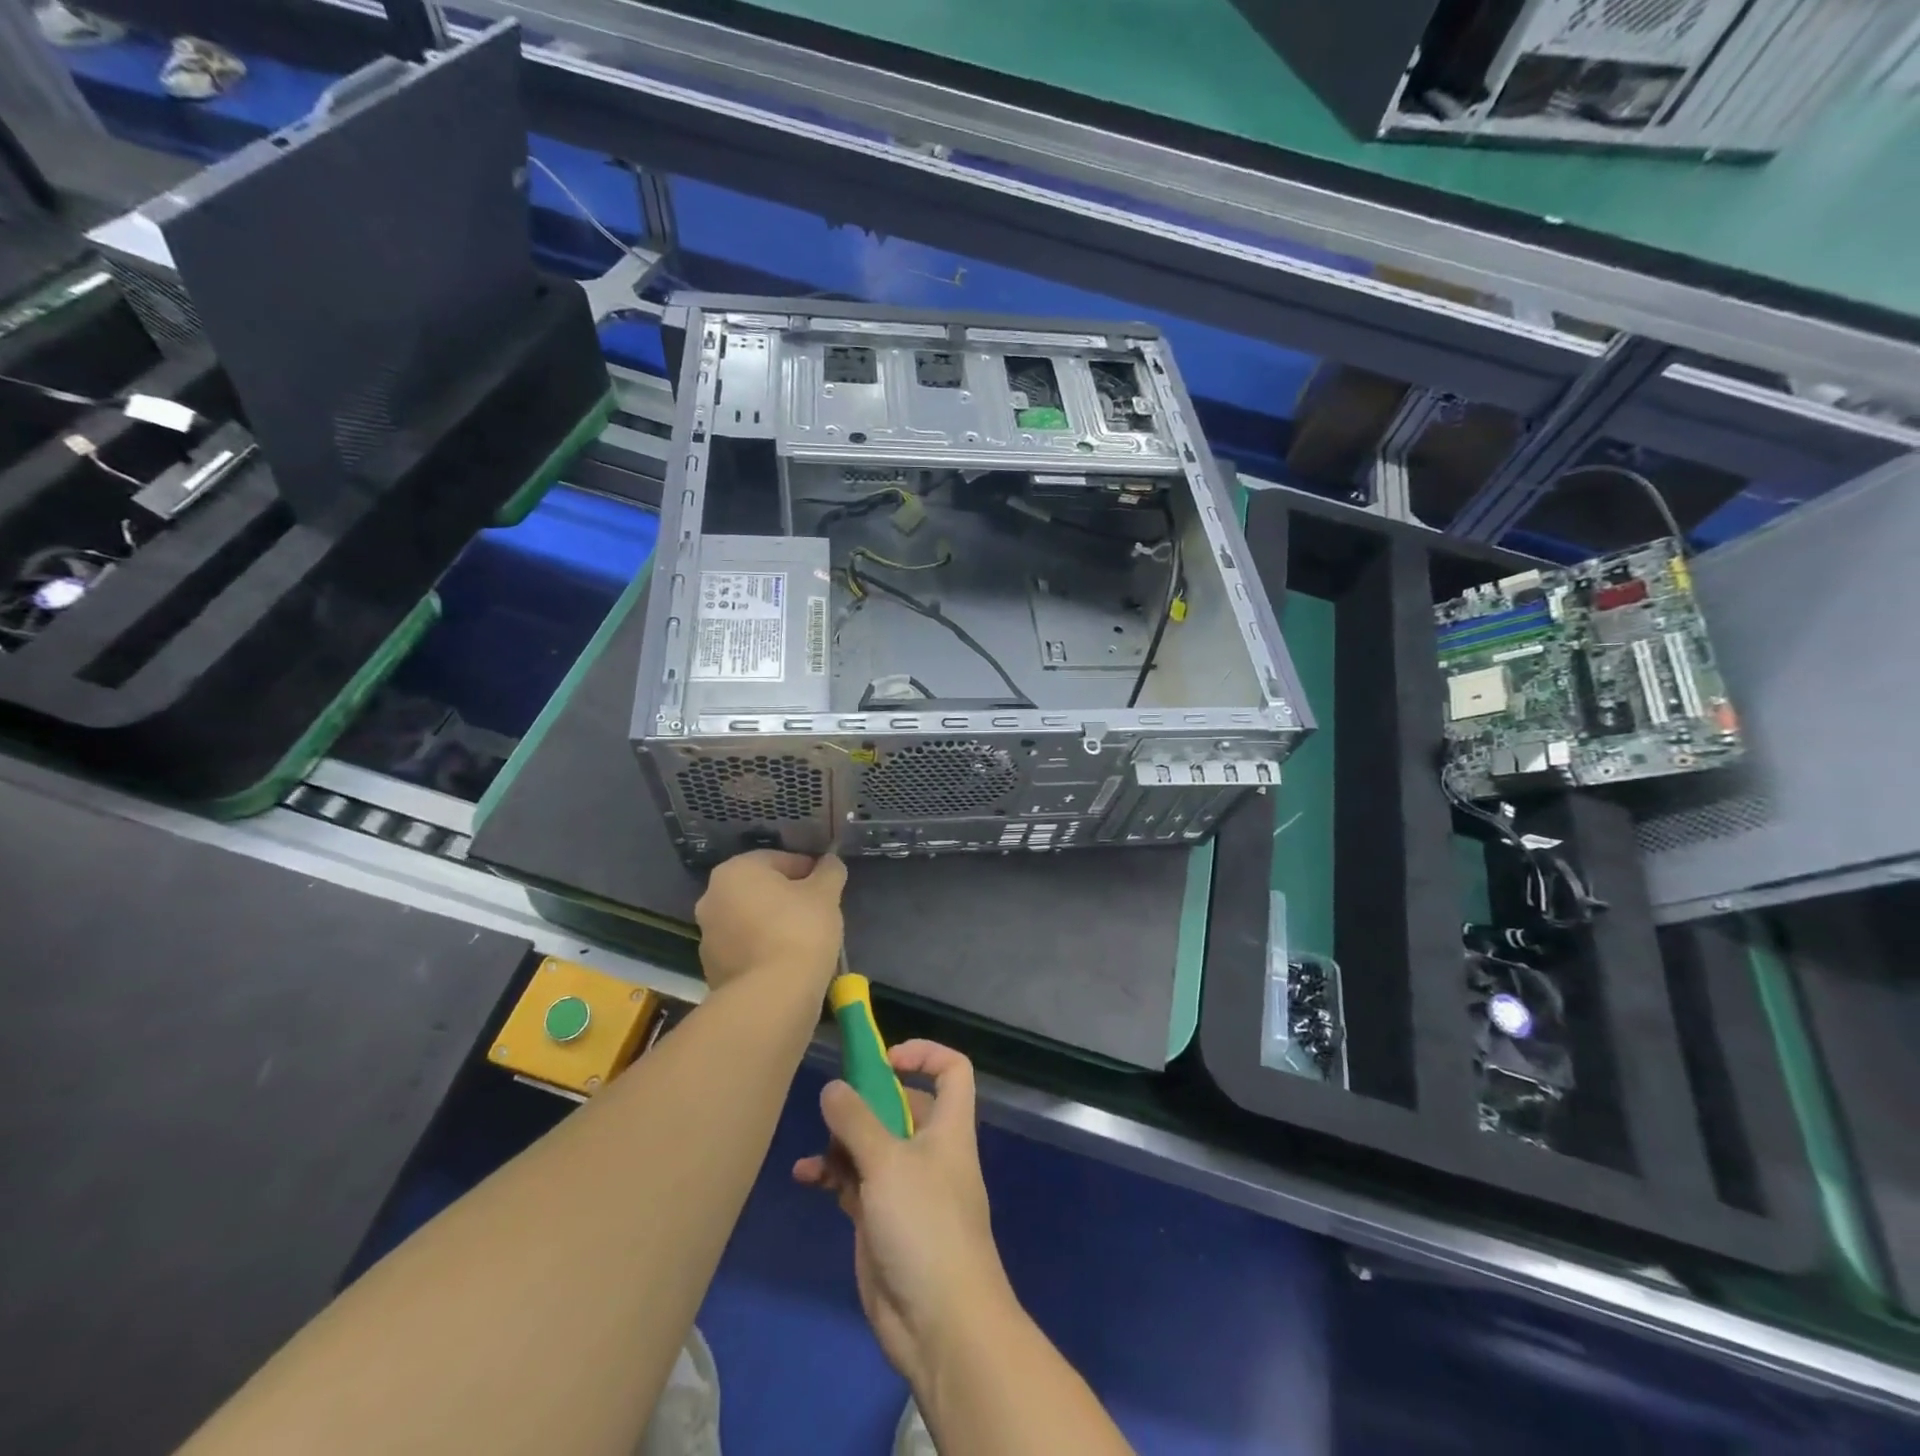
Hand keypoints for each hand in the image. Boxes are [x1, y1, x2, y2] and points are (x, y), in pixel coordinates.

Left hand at [694, 850, 846, 994]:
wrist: (772, 997)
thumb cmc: (800, 930)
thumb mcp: (826, 894)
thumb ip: (829, 871)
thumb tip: (830, 863)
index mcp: (735, 871)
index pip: (778, 859)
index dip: (808, 870)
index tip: (827, 886)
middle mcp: (712, 898)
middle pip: (759, 890)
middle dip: (787, 897)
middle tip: (817, 911)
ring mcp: (708, 937)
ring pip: (750, 920)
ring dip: (773, 924)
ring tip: (805, 940)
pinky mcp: (712, 970)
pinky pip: (745, 950)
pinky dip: (764, 951)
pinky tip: (788, 963)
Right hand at [793, 1041, 1015, 1391]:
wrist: (940, 1324)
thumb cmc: (925, 1225)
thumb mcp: (887, 1162)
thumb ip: (857, 1120)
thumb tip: (833, 1086)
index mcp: (948, 1127)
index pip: (952, 1070)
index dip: (924, 1054)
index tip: (885, 1060)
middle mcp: (929, 1150)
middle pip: (901, 1106)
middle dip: (866, 1102)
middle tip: (834, 1107)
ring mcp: (905, 1186)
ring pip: (872, 1145)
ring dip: (842, 1142)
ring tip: (818, 1153)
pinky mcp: (882, 1220)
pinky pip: (855, 1182)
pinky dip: (832, 1175)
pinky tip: (806, 1178)